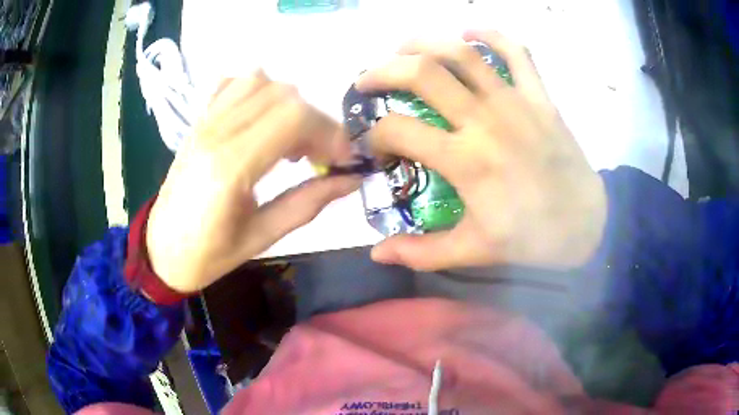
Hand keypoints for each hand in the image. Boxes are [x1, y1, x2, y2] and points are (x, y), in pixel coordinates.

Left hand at [146, 71, 358, 292]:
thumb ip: (308, 203)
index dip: (330, 132)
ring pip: (259, 81)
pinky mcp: (198, 121)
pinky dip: (257, 90)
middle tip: (320, 154)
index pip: (293, 118)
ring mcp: (204, 122)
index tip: (343, 159)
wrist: (161, 250)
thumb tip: (351, 179)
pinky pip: (231, 83)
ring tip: (291, 137)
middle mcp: (216, 133)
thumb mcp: (262, 237)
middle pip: (283, 94)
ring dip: (289, 103)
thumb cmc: (208, 254)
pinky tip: (262, 117)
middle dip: (316, 120)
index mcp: (230, 167)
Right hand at [357, 31, 606, 270]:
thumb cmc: (529, 239)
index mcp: (465, 160)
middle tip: (368, 81)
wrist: (584, 223)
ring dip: (424, 43)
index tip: (377, 147)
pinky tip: (469, 32)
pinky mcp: (539, 96)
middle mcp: (484, 120)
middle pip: (421, 73)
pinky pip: (515, 51)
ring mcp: (514, 101)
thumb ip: (420, 252)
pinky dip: (490, 35)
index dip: (375, 136)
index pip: (398, 131)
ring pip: (461, 52)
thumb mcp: (472, 251)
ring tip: (404, 50)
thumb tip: (376, 253)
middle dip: (382, 71)